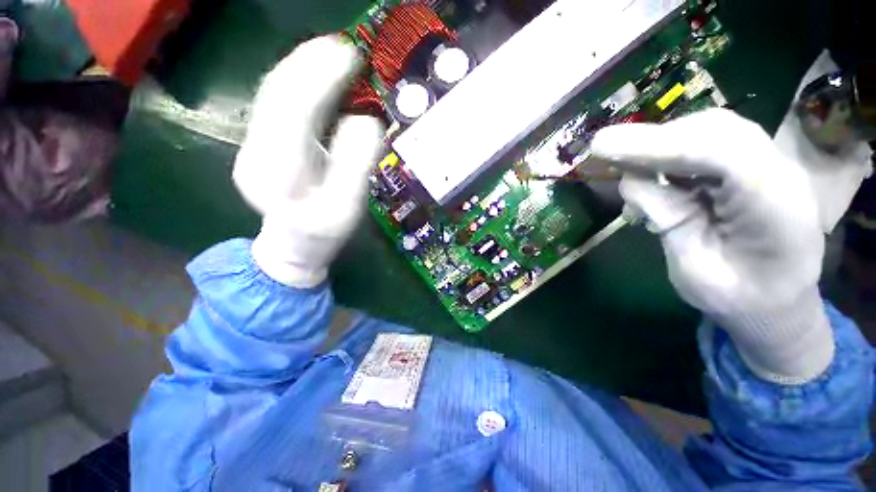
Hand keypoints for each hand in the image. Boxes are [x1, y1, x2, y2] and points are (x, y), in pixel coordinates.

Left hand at [233, 35, 383, 287]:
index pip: (294, 110)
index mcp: (280, 171)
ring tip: (333, 53)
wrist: (291, 247)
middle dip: (309, 62)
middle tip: (345, 47)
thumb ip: (355, 166)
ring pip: (273, 94)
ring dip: (302, 67)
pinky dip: (298, 82)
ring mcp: (253, 145)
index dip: (320, 77)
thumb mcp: (346, 208)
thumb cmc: (323, 234)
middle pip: (277, 93)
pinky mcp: (260, 144)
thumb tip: (367, 122)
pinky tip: (317, 76)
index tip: (350, 56)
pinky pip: (277, 104)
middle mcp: (256, 151)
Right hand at [591, 109, 833, 383]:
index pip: (717, 156)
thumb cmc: (739, 303)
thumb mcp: (693, 272)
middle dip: (653, 138)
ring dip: (659, 142)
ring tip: (621, 160)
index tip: (601, 147)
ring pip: (709, 129)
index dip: (656, 145)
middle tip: (603, 152)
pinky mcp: (751, 167)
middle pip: (714, 130)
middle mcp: (778, 174)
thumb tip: (634, 182)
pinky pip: (707, 142)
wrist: (781, 307)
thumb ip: (666, 221)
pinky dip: (670, 148)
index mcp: (774, 211)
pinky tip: (649, 167)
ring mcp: (768, 166)